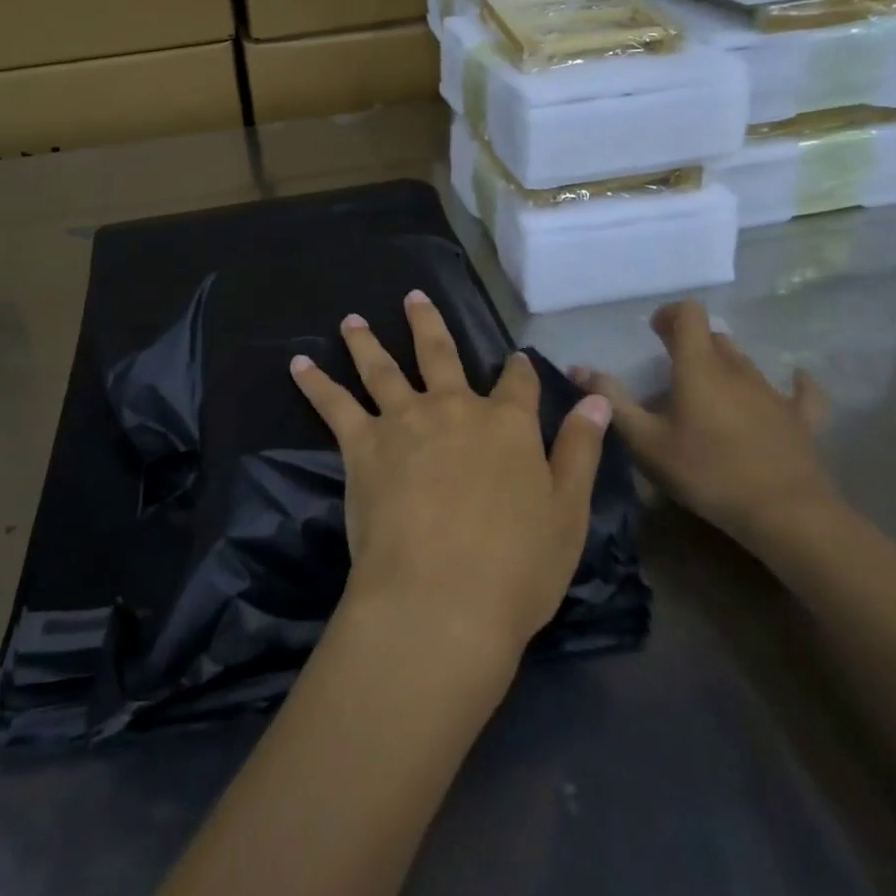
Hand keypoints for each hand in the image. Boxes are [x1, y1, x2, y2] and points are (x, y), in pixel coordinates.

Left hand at [290, 291, 610, 662]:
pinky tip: (298, 364)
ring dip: (366, 341)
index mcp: (507, 424)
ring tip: (351, 319)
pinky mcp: (363, 443)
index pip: (517, 383)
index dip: (518, 369)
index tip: (516, 359)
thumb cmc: (517, 568)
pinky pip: (335, 404)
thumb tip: (596, 401)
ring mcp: (404, 420)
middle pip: (440, 353)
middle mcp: (454, 408)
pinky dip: (316, 382)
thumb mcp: (567, 513)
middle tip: (413, 296)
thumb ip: (579, 451)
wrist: (441, 599)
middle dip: (428, 323)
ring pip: (382, 368)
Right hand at [570, 299, 835, 547]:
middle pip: (714, 338)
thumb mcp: (646, 441)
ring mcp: (773, 393)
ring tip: (707, 388)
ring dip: (724, 364)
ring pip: (745, 362)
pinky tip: (796, 379)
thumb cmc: (706, 472)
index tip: (653, 331)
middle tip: (671, 367)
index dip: (670, 314)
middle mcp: (737, 369)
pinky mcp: (800, 419)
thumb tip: (578, 367)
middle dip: (691, 342)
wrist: (785, 514)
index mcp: (699, 367)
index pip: (689, 314)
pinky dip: (795, 383)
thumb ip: (612, 401)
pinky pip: (801, 392)